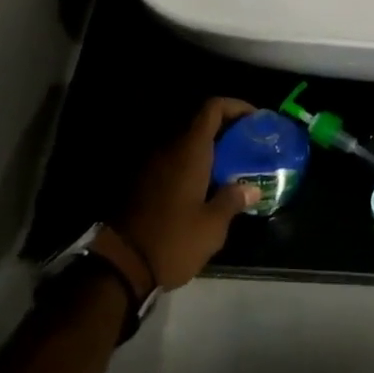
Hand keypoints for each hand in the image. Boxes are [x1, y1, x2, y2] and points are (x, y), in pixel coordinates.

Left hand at [119, 96, 259, 289]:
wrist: (119, 266)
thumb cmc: (172, 240)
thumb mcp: (212, 227)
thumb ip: (233, 200)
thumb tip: (252, 188)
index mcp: (189, 150)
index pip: (212, 108)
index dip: (235, 106)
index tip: (254, 120)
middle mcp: (169, 148)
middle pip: (199, 122)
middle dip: (225, 128)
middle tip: (246, 145)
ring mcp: (151, 164)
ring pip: (185, 142)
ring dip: (207, 147)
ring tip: (229, 166)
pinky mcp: (140, 182)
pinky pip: (172, 160)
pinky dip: (191, 163)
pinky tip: (203, 186)